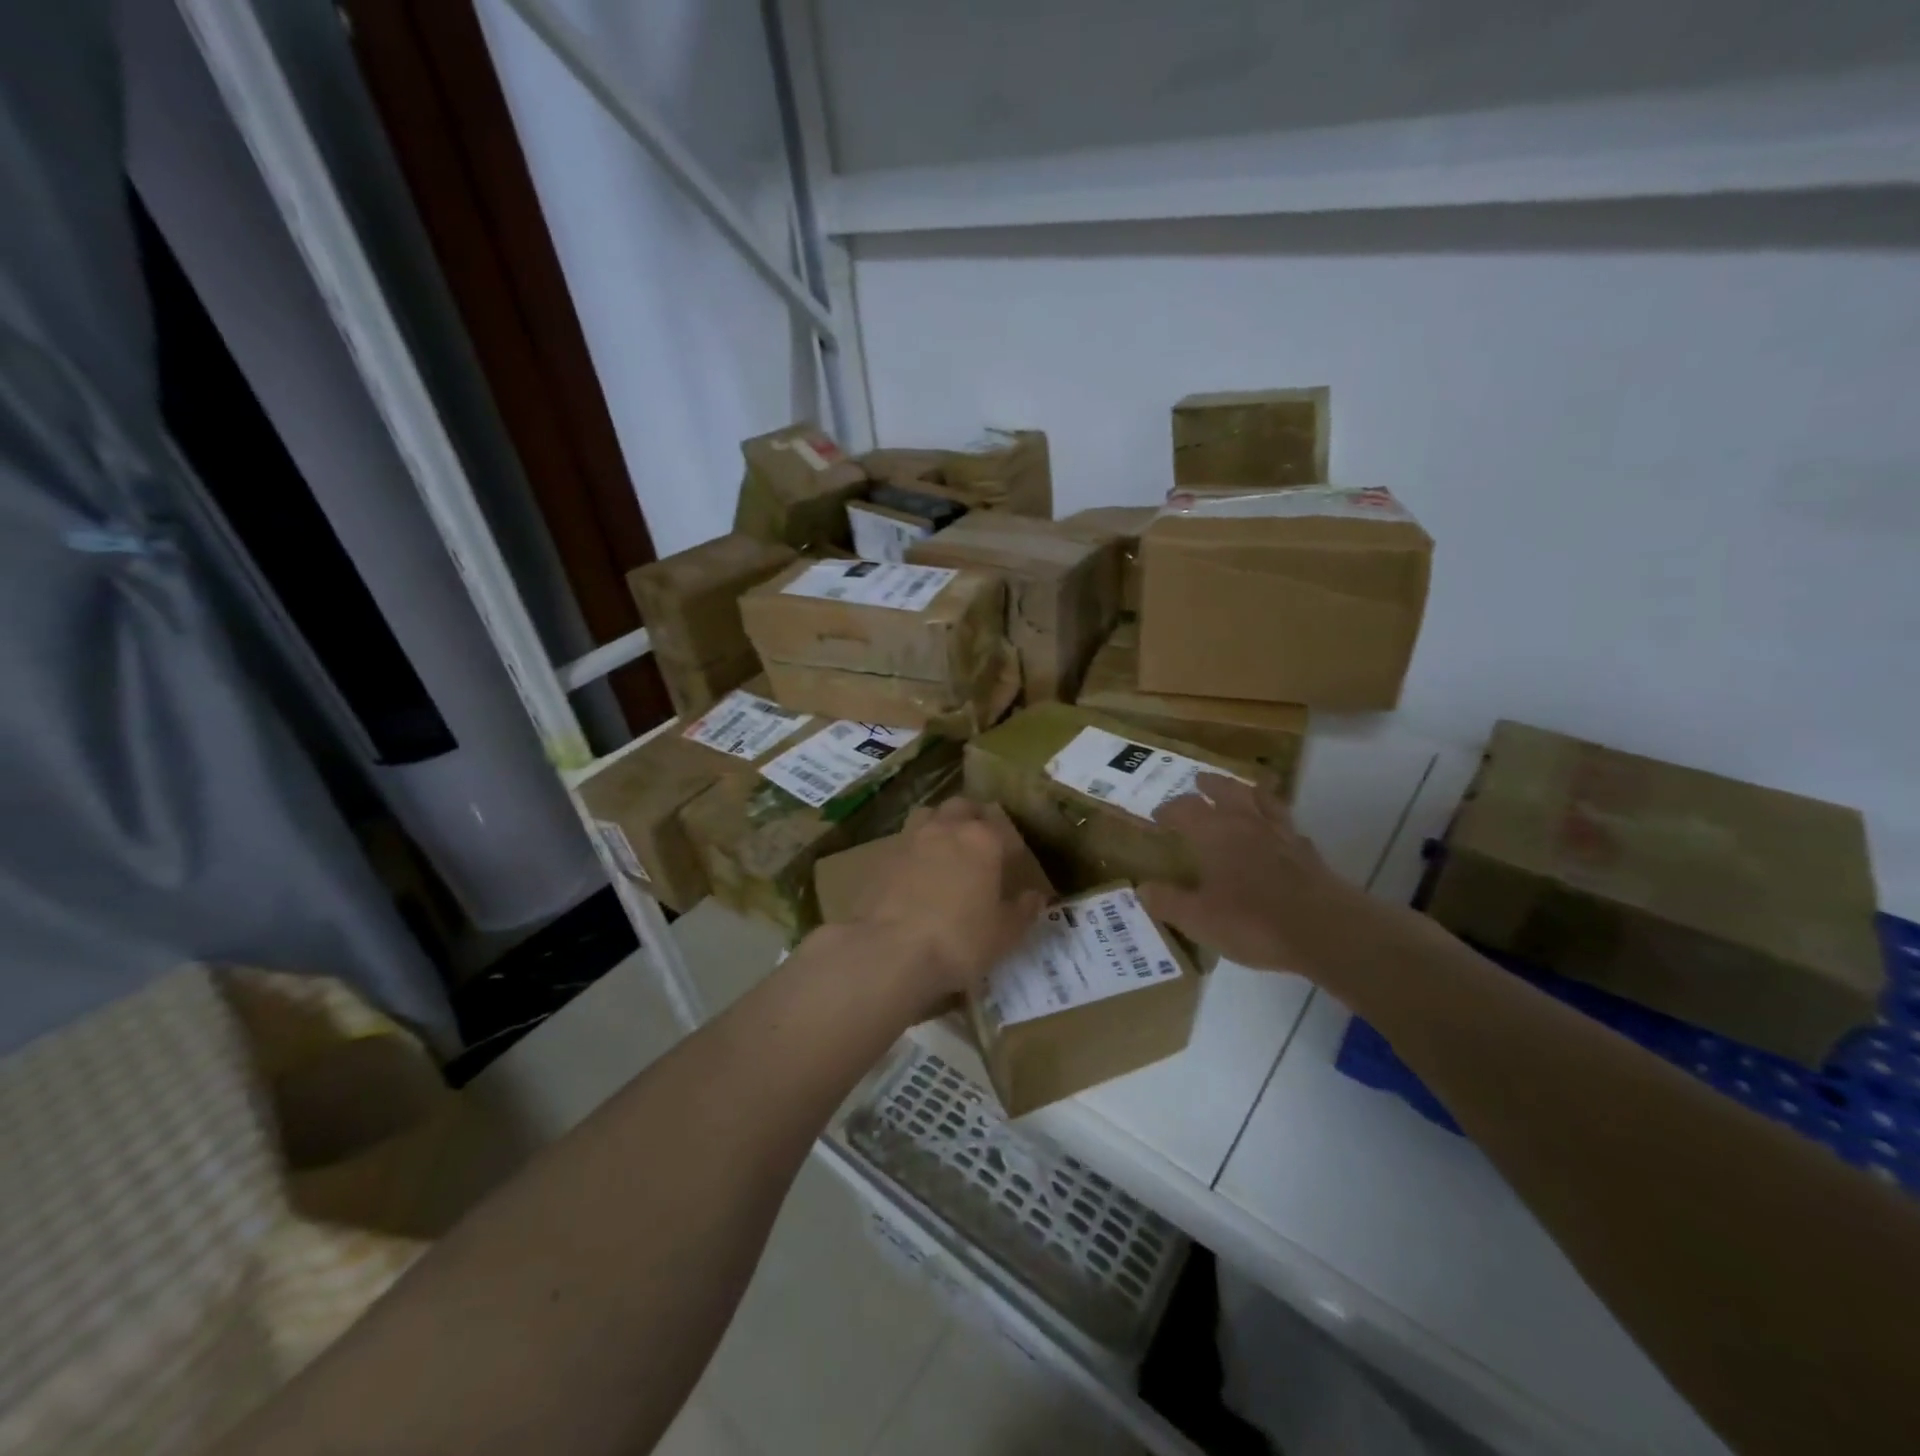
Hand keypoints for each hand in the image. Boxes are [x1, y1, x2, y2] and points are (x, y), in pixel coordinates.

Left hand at [855, 798, 1048, 1006]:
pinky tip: (917, 872)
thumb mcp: (1004, 934)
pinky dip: (914, 849)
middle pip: (962, 807)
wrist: (891, 952)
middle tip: (980, 843)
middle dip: (973, 818)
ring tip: (946, 847)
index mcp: (982, 840)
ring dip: (940, 823)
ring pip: (929, 814)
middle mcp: (946, 828)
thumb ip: (1023, 910)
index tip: (1014, 862)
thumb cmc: (959, 941)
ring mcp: (910, 839)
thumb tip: (1035, 896)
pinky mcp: (882, 857)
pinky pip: (904, 841)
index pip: (1003, 827)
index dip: (1011, 844)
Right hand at [1142, 775, 1403, 987]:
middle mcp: (1247, 824)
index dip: (1169, 809)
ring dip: (1248, 791)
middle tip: (1200, 781)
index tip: (1158, 815)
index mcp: (1215, 833)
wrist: (1326, 931)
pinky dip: (1277, 822)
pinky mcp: (1308, 853)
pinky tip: (1278, 833)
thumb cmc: (1253, 921)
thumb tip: (1142, 889)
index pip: (1186, 809)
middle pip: (1227, 791)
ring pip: (1263, 800)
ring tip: (1243, 789)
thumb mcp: (1198, 919)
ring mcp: (1282, 835)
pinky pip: (1288, 826)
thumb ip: (1168, 902)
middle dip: (1211, 785)